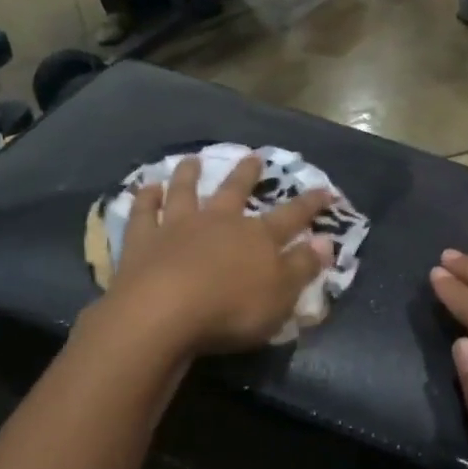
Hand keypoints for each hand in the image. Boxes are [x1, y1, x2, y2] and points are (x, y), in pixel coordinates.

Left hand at [109, 153, 333, 353]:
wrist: (163, 312)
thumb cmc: (231, 309)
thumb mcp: (281, 295)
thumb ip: (302, 266)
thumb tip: (325, 241)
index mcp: (257, 237)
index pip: (292, 216)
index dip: (310, 204)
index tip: (325, 190)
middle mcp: (219, 222)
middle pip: (235, 191)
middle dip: (247, 174)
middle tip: (253, 156)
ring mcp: (177, 227)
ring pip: (185, 192)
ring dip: (189, 175)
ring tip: (192, 159)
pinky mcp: (142, 240)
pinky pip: (143, 213)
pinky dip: (145, 198)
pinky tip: (146, 187)